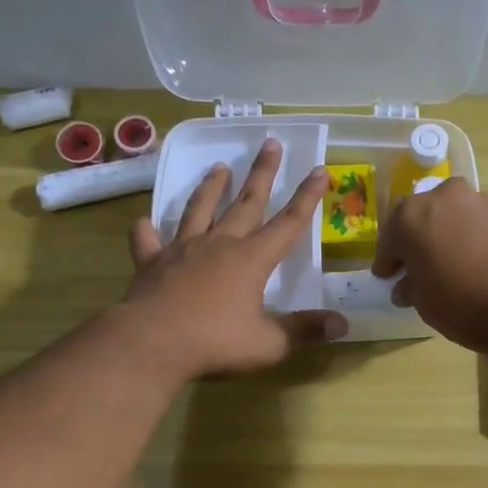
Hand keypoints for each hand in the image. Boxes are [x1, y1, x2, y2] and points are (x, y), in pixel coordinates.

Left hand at [121, 139, 345, 378]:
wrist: (152, 343)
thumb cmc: (216, 343)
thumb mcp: (269, 343)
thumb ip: (304, 330)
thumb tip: (343, 325)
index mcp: (251, 260)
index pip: (288, 223)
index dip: (307, 197)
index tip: (321, 170)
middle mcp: (219, 245)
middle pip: (246, 203)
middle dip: (262, 174)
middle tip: (270, 143)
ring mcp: (182, 251)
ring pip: (199, 210)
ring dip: (210, 188)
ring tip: (219, 166)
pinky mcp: (152, 264)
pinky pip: (148, 241)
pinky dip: (147, 231)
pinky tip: (144, 222)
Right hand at [372, 178, 487, 355]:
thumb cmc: (459, 302)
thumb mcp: (422, 301)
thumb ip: (410, 286)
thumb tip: (407, 285)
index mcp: (409, 215)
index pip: (389, 238)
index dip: (387, 260)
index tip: (386, 276)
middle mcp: (441, 196)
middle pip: (420, 218)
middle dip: (415, 240)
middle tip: (414, 266)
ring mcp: (476, 200)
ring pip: (449, 216)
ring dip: (443, 235)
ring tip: (446, 264)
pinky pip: (474, 223)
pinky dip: (467, 237)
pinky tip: (471, 261)